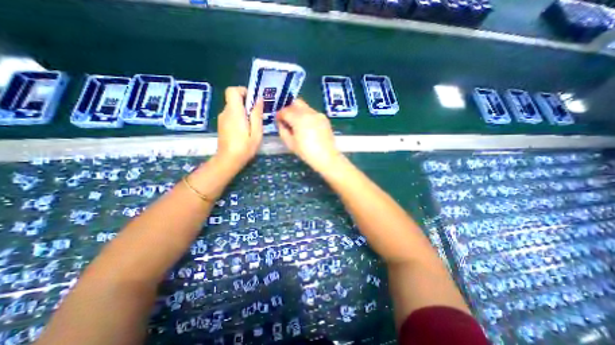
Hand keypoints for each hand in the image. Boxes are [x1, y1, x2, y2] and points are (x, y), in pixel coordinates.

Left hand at [214, 85, 262, 166]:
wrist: (228, 160)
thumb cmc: (245, 147)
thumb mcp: (256, 132)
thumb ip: (256, 114)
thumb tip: (258, 99)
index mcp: (234, 112)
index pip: (232, 91)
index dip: (243, 91)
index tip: (253, 101)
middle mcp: (225, 112)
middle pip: (234, 99)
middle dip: (246, 104)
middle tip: (257, 116)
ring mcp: (222, 119)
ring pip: (233, 108)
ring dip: (243, 112)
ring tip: (252, 126)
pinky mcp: (222, 125)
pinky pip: (231, 115)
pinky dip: (239, 118)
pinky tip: (245, 131)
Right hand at [278, 98, 340, 169]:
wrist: (327, 157)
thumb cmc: (306, 152)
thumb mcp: (290, 143)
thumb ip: (283, 130)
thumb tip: (281, 123)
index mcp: (299, 119)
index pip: (285, 111)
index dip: (279, 115)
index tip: (278, 121)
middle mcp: (309, 112)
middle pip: (295, 103)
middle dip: (289, 109)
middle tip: (287, 119)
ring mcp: (318, 114)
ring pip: (305, 106)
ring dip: (298, 111)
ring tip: (297, 124)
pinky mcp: (324, 118)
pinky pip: (312, 112)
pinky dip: (307, 115)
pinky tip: (307, 127)